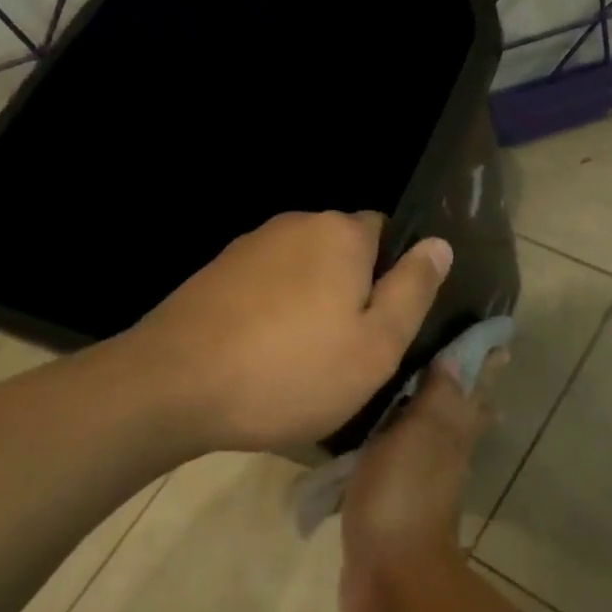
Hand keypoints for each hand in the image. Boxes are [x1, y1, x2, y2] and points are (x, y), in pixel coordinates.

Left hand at [134, 211, 451, 452]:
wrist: (172, 387)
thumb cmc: (291, 371)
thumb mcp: (376, 345)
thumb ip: (414, 290)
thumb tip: (439, 244)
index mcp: (340, 233)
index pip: (388, 234)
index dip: (394, 279)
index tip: (384, 326)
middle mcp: (294, 224)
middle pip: (343, 253)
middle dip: (351, 292)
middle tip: (347, 353)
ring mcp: (248, 246)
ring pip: (303, 272)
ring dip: (311, 305)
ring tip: (302, 362)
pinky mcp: (215, 273)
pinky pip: (266, 287)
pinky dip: (273, 314)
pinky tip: (263, 356)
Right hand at [337, 351, 504, 611]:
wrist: (391, 575)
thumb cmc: (403, 495)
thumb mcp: (420, 435)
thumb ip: (436, 398)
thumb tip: (456, 360)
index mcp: (453, 436)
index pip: (473, 392)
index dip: (484, 368)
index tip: (499, 345)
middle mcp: (446, 458)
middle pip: (462, 417)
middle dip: (468, 393)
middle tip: (470, 368)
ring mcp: (422, 485)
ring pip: (434, 441)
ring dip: (435, 420)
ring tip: (421, 400)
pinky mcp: (395, 507)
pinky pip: (402, 466)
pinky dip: (399, 449)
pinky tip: (383, 447)